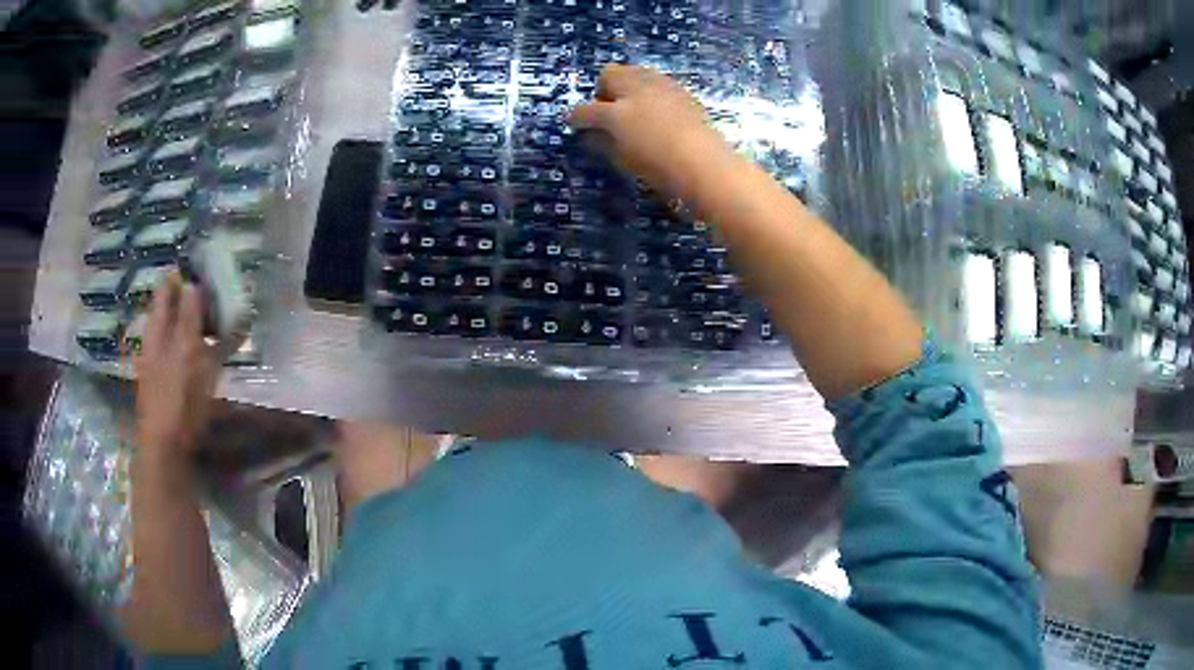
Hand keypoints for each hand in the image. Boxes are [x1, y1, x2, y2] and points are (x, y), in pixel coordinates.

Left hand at [133, 272, 219, 459]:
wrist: (166, 448)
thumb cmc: (176, 398)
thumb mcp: (186, 353)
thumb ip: (189, 318)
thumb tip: (192, 284)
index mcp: (157, 328)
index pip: (166, 288)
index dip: (181, 274)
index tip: (202, 266)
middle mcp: (156, 339)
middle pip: (171, 308)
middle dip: (190, 296)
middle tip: (215, 291)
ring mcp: (161, 362)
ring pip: (177, 330)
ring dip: (195, 320)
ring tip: (218, 317)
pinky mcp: (170, 382)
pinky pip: (183, 351)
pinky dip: (196, 343)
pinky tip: (210, 350)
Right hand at [568, 65, 732, 195]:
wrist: (705, 165)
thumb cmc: (659, 168)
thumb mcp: (624, 159)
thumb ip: (604, 143)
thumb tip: (593, 134)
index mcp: (616, 114)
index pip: (586, 110)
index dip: (576, 117)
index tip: (573, 122)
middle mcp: (636, 91)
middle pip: (609, 73)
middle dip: (604, 89)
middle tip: (608, 110)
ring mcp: (661, 86)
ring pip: (634, 71)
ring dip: (627, 85)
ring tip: (633, 106)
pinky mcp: (681, 90)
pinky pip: (657, 81)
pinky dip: (649, 90)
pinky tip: (656, 109)